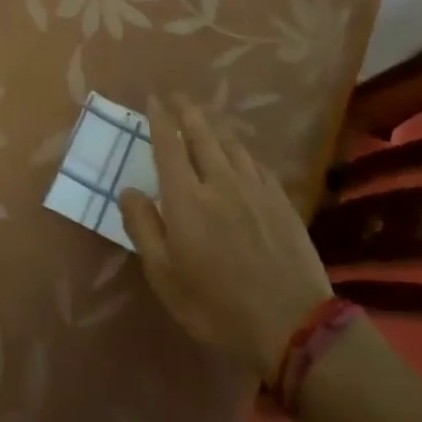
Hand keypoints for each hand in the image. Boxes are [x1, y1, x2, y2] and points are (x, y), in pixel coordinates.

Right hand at [118, 96, 332, 381]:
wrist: (292, 325)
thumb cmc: (216, 307)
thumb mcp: (165, 277)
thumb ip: (143, 228)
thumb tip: (129, 190)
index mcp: (186, 199)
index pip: (169, 146)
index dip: (160, 119)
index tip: (153, 100)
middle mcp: (219, 182)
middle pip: (202, 135)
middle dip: (187, 111)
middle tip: (178, 96)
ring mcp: (254, 189)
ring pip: (232, 145)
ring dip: (215, 127)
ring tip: (207, 121)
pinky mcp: (280, 201)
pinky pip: (256, 163)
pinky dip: (242, 152)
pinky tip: (242, 156)